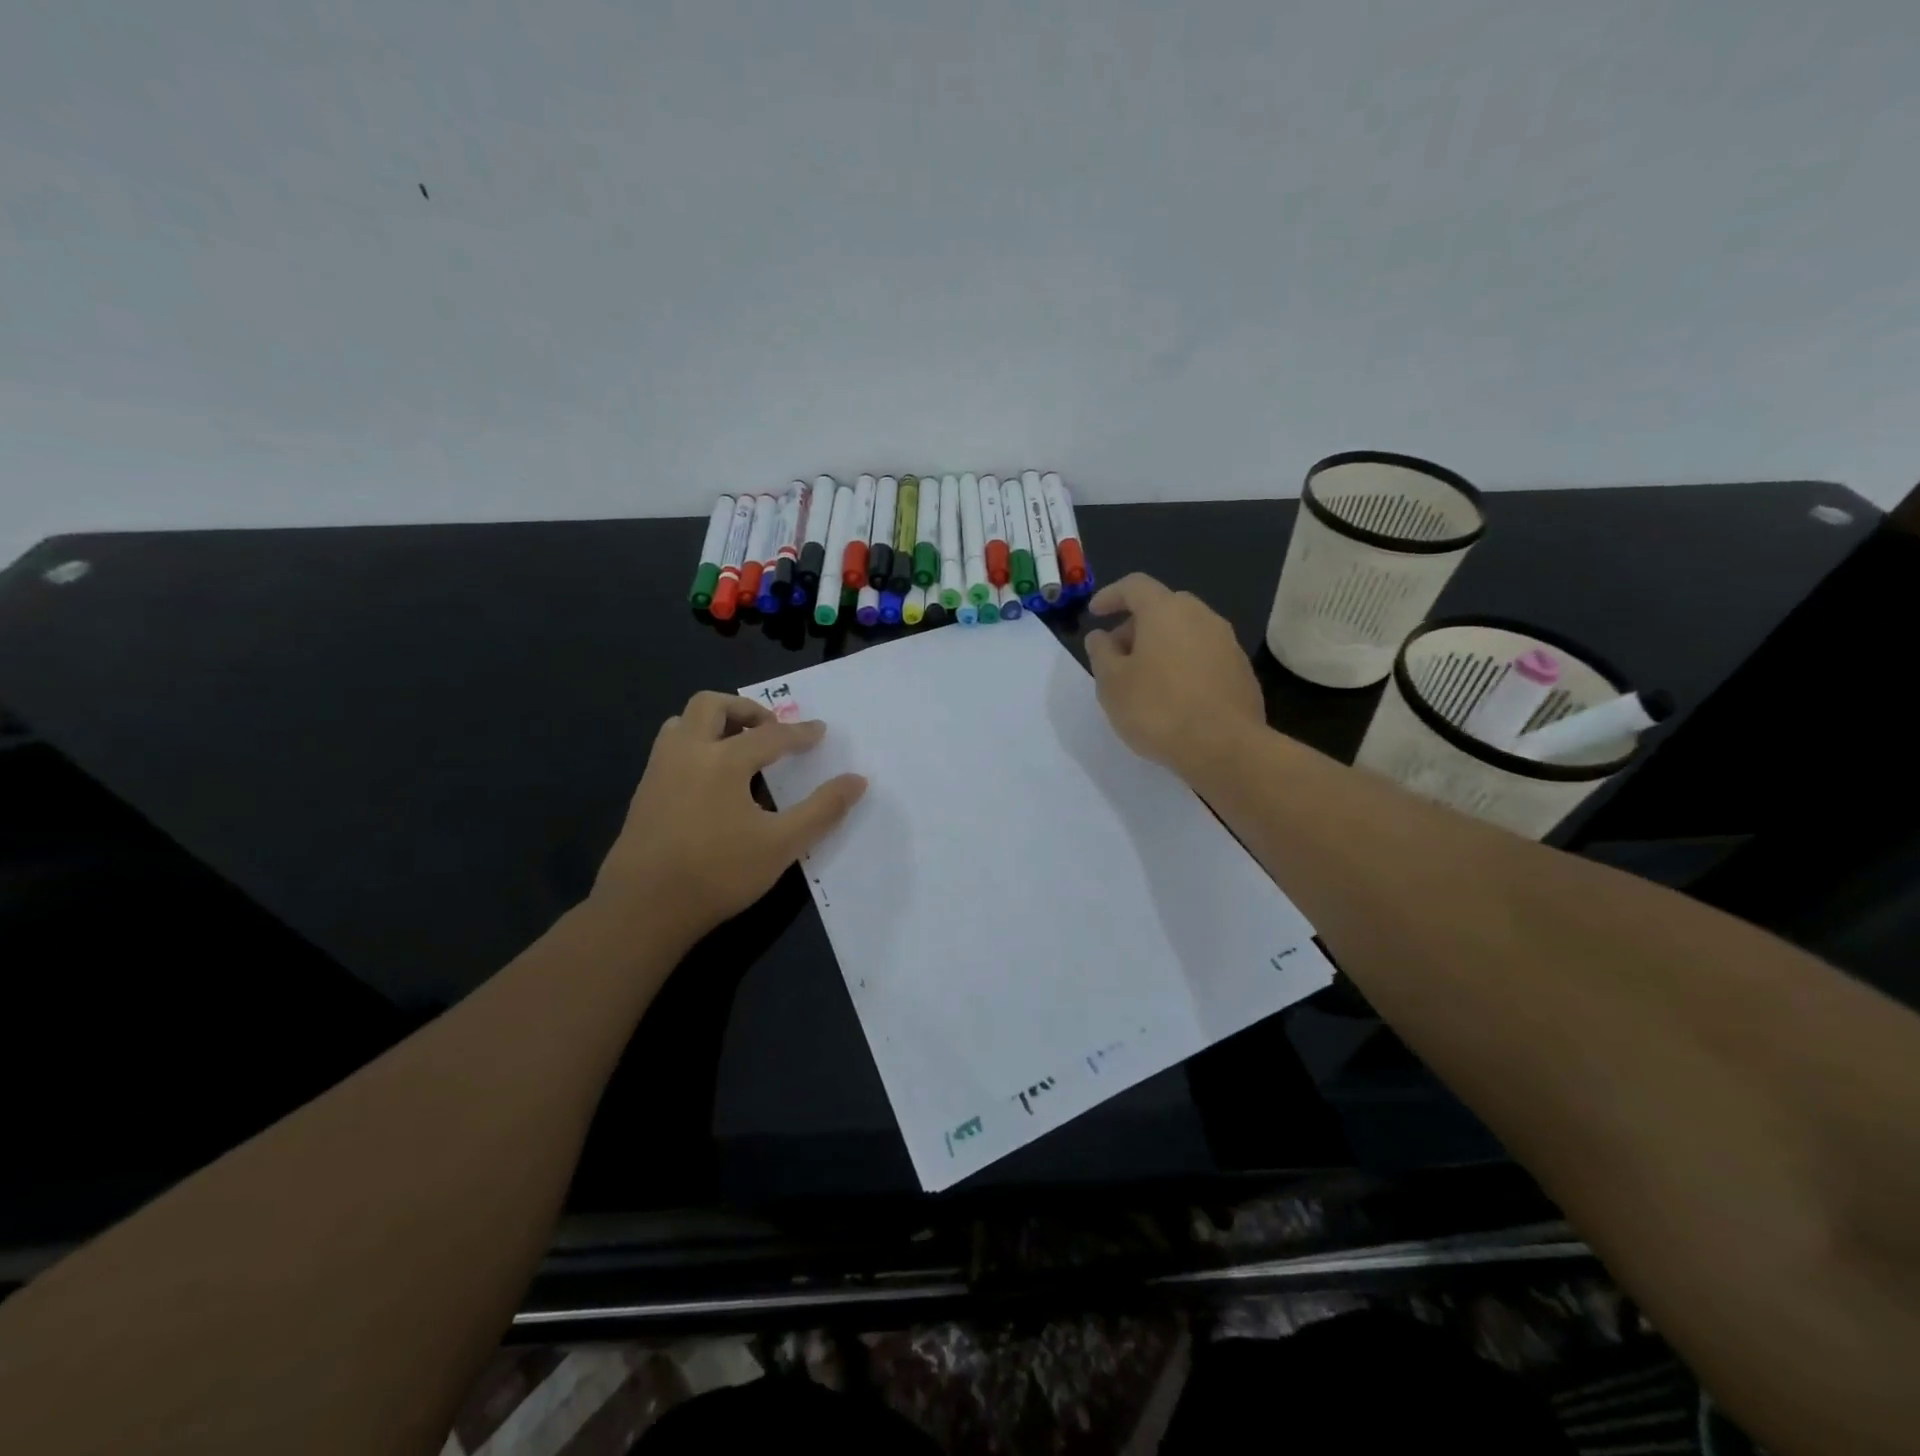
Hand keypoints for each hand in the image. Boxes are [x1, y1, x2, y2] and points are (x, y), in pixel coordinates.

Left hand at [590, 692, 866, 946]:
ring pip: (683, 723)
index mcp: (723, 760)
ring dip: (714, 724)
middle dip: (746, 710)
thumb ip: (823, 809)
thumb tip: (857, 780)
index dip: (800, 733)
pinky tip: (711, 782)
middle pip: (711, 705)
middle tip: (770, 730)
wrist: (643, 908)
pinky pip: (671, 749)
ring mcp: (659, 771)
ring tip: (739, 748)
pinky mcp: (643, 793)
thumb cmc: (718, 872)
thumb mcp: (782, 844)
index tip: (819, 731)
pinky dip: (696, 746)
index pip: (770, 734)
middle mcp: (687, 753)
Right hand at [1083, 574, 1266, 779]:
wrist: (1225, 747)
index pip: (1135, 586)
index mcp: (1165, 611)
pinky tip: (1174, 695)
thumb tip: (1101, 636)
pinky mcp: (1241, 670)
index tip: (1095, 613)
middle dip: (1136, 624)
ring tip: (1144, 678)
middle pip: (1163, 607)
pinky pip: (1204, 655)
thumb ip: (1101, 653)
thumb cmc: (1157, 709)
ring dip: (1162, 645)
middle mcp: (1201, 616)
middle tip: (1117, 654)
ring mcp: (1227, 642)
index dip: (1111, 595)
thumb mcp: (1112, 683)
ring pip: (1186, 631)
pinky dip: (1184, 664)